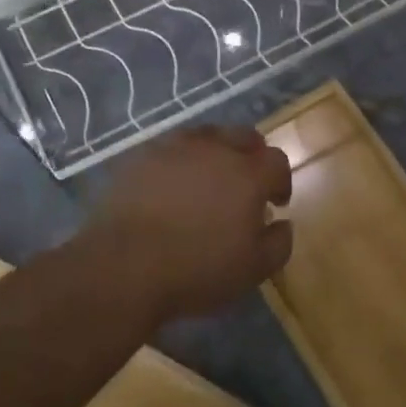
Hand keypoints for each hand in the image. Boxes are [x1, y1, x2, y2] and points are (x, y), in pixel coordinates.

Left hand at [87, 126, 292, 321]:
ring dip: (215, 152)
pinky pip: (169, 148)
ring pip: (205, 136)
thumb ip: (279, 243)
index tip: (275, 203)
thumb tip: (283, 223)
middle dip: (252, 156)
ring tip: (207, 179)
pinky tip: (171, 185)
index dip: (280, 180)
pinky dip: (178, 161)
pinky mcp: (140, 156)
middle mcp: (214, 149)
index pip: (276, 161)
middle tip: (246, 182)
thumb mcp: (252, 270)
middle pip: (243, 136)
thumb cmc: (196, 270)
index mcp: (247, 174)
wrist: (123, 266)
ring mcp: (173, 148)